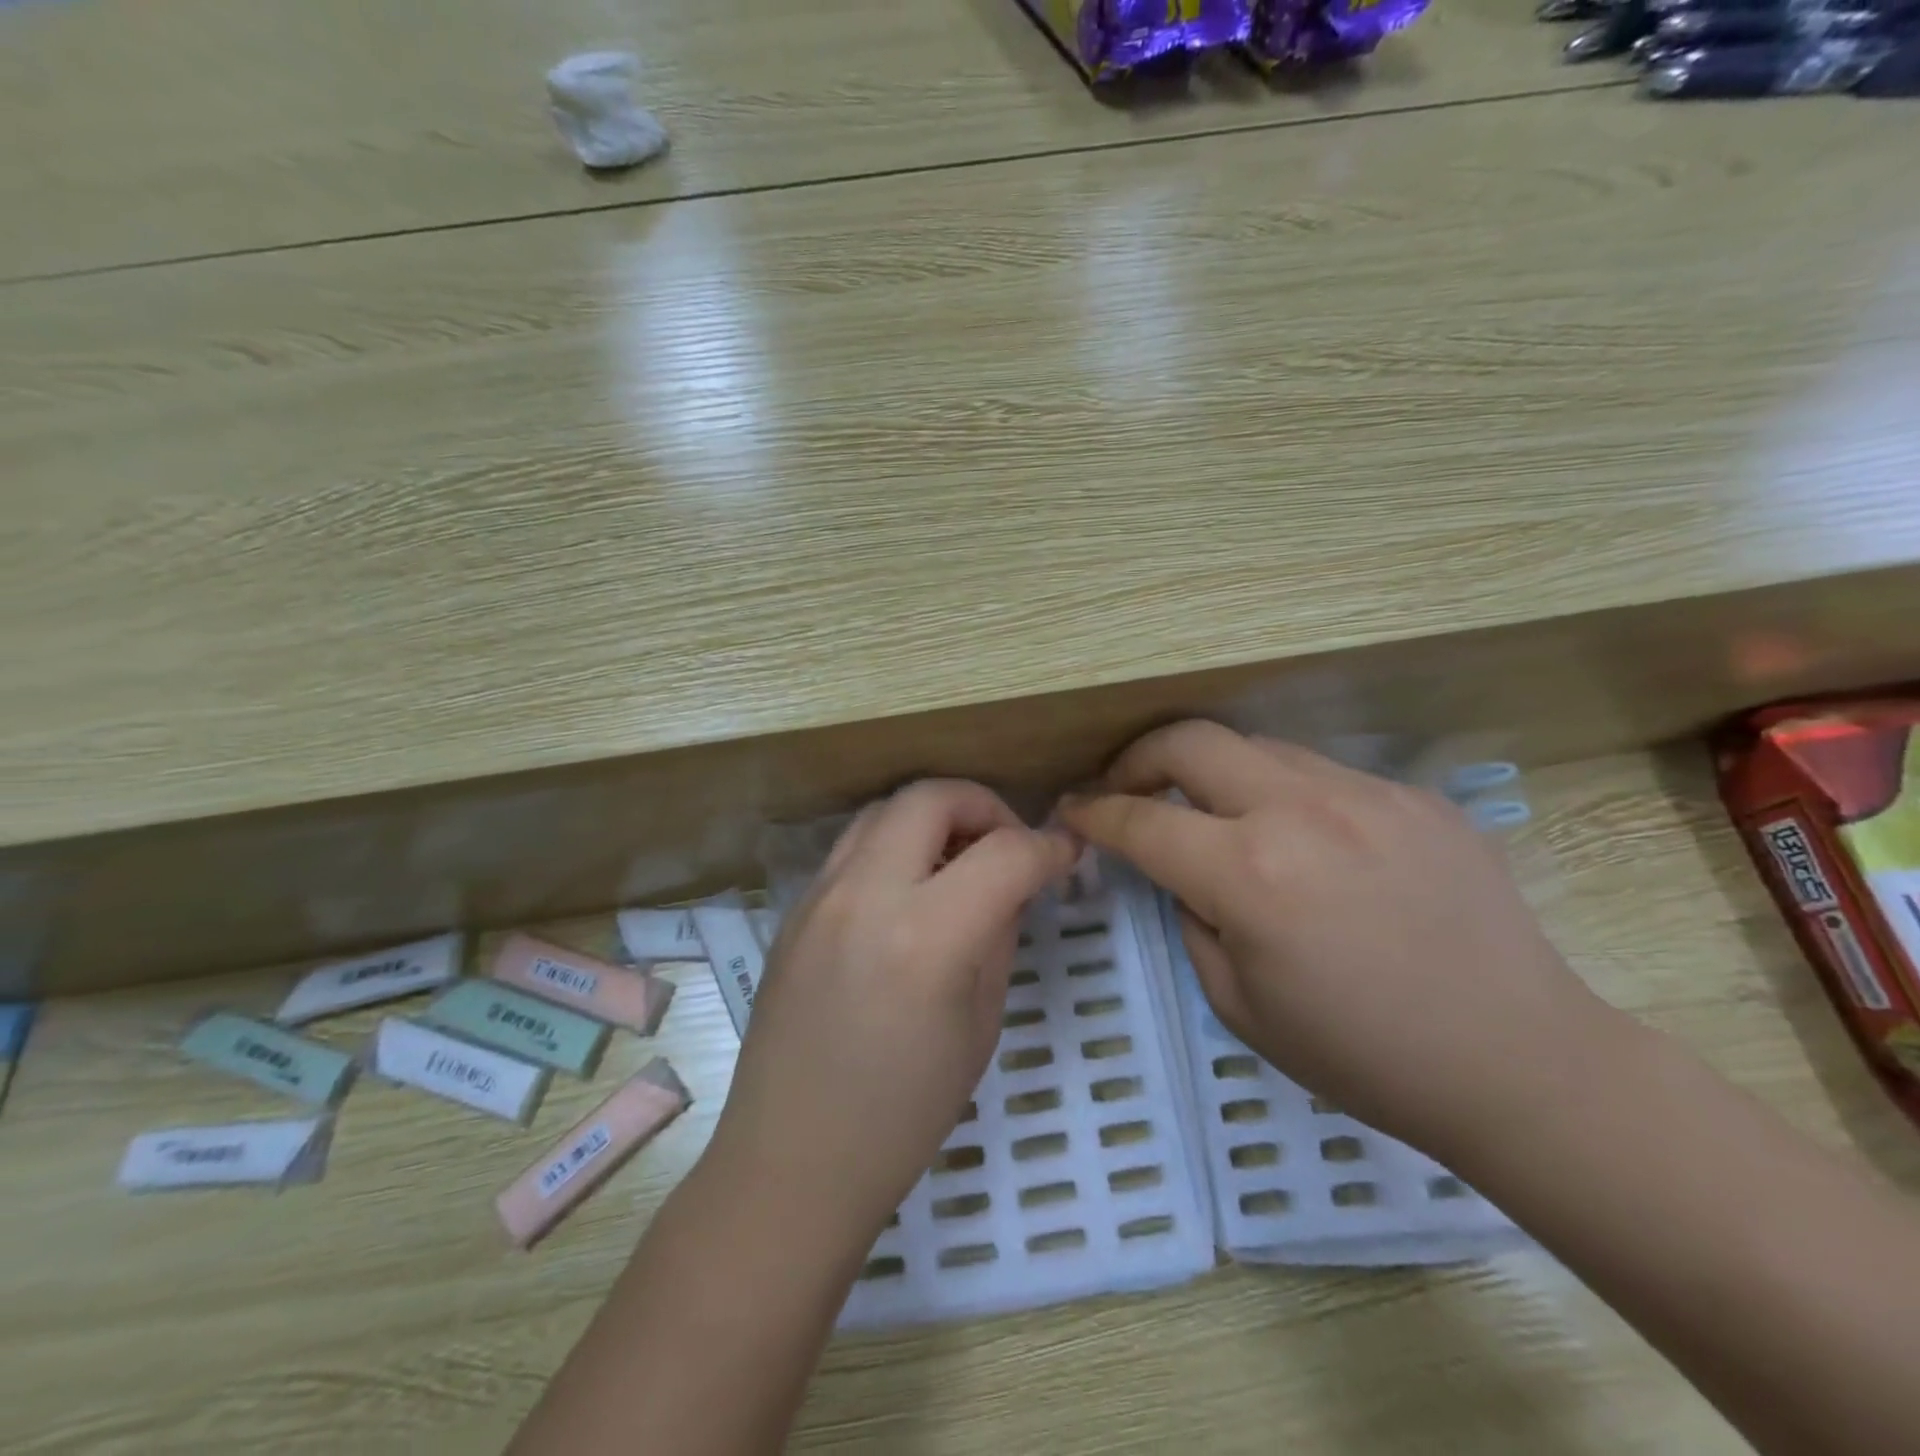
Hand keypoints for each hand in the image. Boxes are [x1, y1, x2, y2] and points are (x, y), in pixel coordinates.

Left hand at [704, 780, 1079, 1248]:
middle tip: (1007, 846)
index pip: (1004, 853)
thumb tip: (1014, 882)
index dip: (1048, 848)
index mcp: (926, 937)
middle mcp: (866, 895)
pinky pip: (854, 845)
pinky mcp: (795, 907)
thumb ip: (999, 934)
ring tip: (958, 862)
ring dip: (933, 817)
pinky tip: (910, 890)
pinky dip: (895, 844)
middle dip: (984, 806)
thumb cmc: (903, 1114)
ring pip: (886, 808)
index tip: (1067, 855)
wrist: (793, 1159)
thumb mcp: (980, 1025)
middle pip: (931, 796)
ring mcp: (820, 895)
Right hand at [1059, 721, 1611, 1157]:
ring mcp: (1366, 793)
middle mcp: (1302, 811)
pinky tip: (1302, 841)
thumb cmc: (1363, 1056)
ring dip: (1213, 773)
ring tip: (1212, 814)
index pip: (1142, 819)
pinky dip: (1283, 794)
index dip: (1094, 811)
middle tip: (1126, 789)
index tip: (1071, 810)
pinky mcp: (1413, 795)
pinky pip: (1321, 774)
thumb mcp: (1237, 1005)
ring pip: (1256, 748)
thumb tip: (1183, 872)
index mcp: (1250, 874)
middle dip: (1138, 758)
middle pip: (1190, 741)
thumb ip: (1191, 918)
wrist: (1522, 1063)